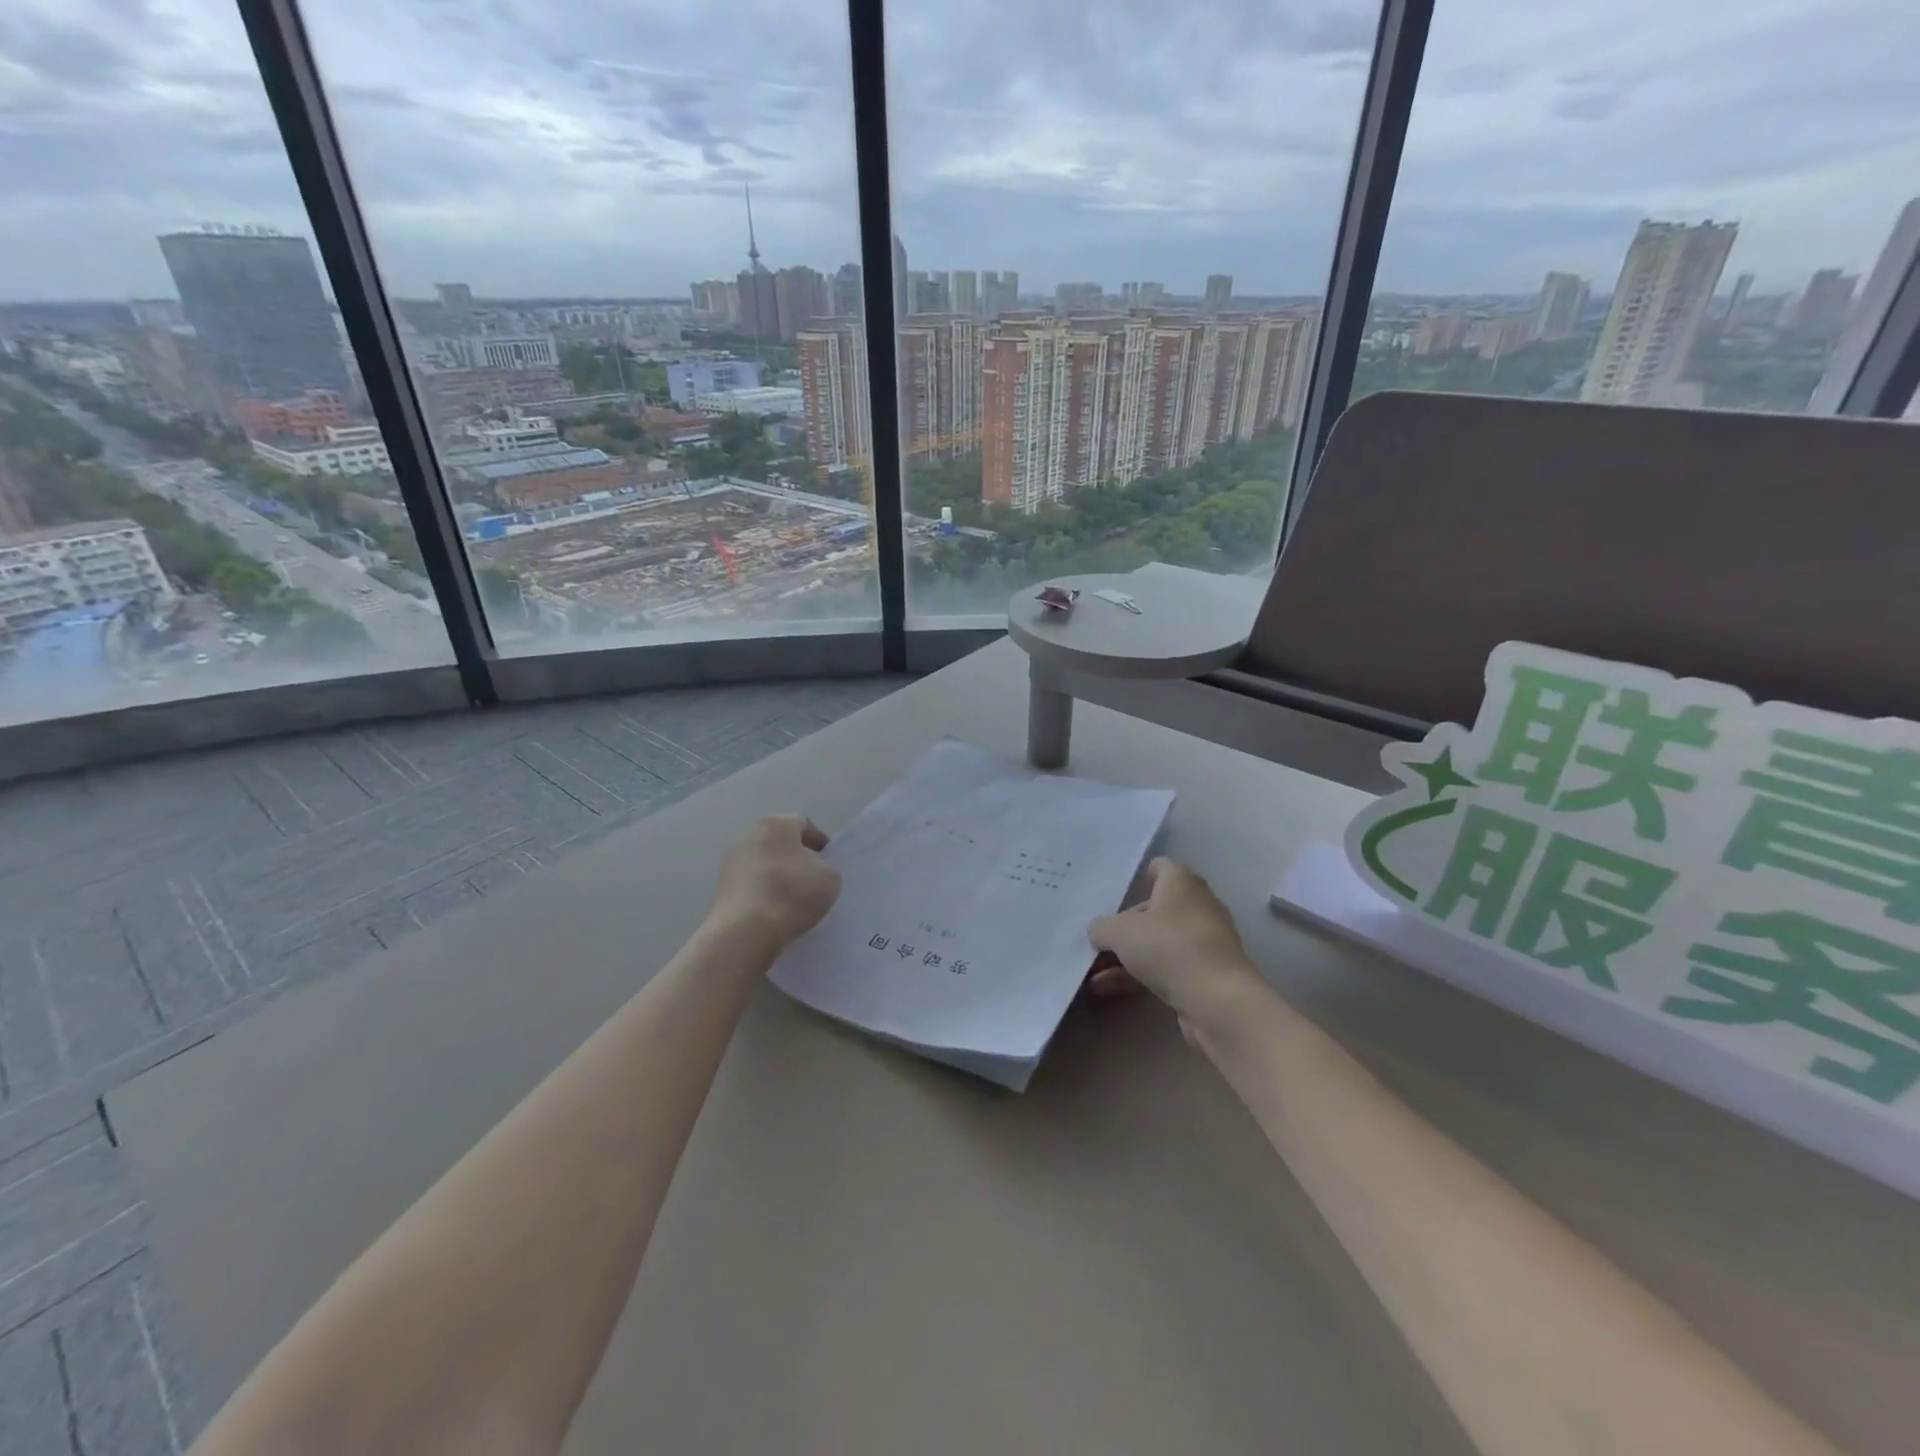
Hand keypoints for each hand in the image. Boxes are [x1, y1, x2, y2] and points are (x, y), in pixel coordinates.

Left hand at [711, 815, 841, 948]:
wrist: (745, 930)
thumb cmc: (792, 892)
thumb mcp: (830, 877)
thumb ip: (825, 867)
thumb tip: (812, 871)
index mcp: (776, 824)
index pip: (802, 824)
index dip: (818, 840)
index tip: (828, 859)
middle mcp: (748, 836)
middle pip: (778, 842)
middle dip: (794, 857)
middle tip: (811, 877)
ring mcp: (729, 863)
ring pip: (761, 864)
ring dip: (776, 875)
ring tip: (792, 898)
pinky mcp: (720, 890)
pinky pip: (749, 886)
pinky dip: (762, 893)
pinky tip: (773, 911)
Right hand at [1087, 859, 1264, 1039]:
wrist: (1217, 1001)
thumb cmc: (1168, 947)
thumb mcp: (1120, 932)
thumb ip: (1102, 927)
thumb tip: (1099, 931)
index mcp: (1182, 883)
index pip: (1161, 867)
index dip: (1140, 876)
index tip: (1116, 893)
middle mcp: (1197, 906)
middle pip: (1156, 909)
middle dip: (1126, 926)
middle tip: (1099, 940)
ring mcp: (1204, 942)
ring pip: (1158, 942)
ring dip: (1127, 956)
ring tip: (1094, 974)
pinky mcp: (1206, 975)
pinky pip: (1166, 968)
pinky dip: (1139, 975)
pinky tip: (1108, 989)